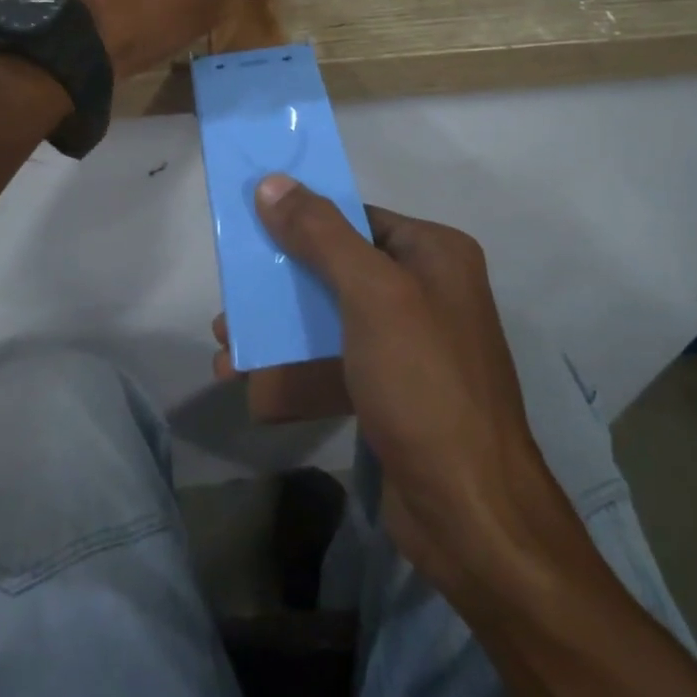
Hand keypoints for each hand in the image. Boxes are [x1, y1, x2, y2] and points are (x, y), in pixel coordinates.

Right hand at [218, 177, 558, 611]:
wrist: (471, 514)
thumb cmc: (423, 383)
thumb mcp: (371, 295)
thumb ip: (320, 234)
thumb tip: (272, 182)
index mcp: (434, 254)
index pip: (357, 216)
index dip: (302, 218)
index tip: (250, 227)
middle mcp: (426, 290)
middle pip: (336, 268)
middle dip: (280, 283)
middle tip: (231, 295)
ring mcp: (410, 345)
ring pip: (330, 319)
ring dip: (278, 329)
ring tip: (225, 344)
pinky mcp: (392, 392)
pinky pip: (335, 364)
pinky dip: (295, 370)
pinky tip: (250, 385)